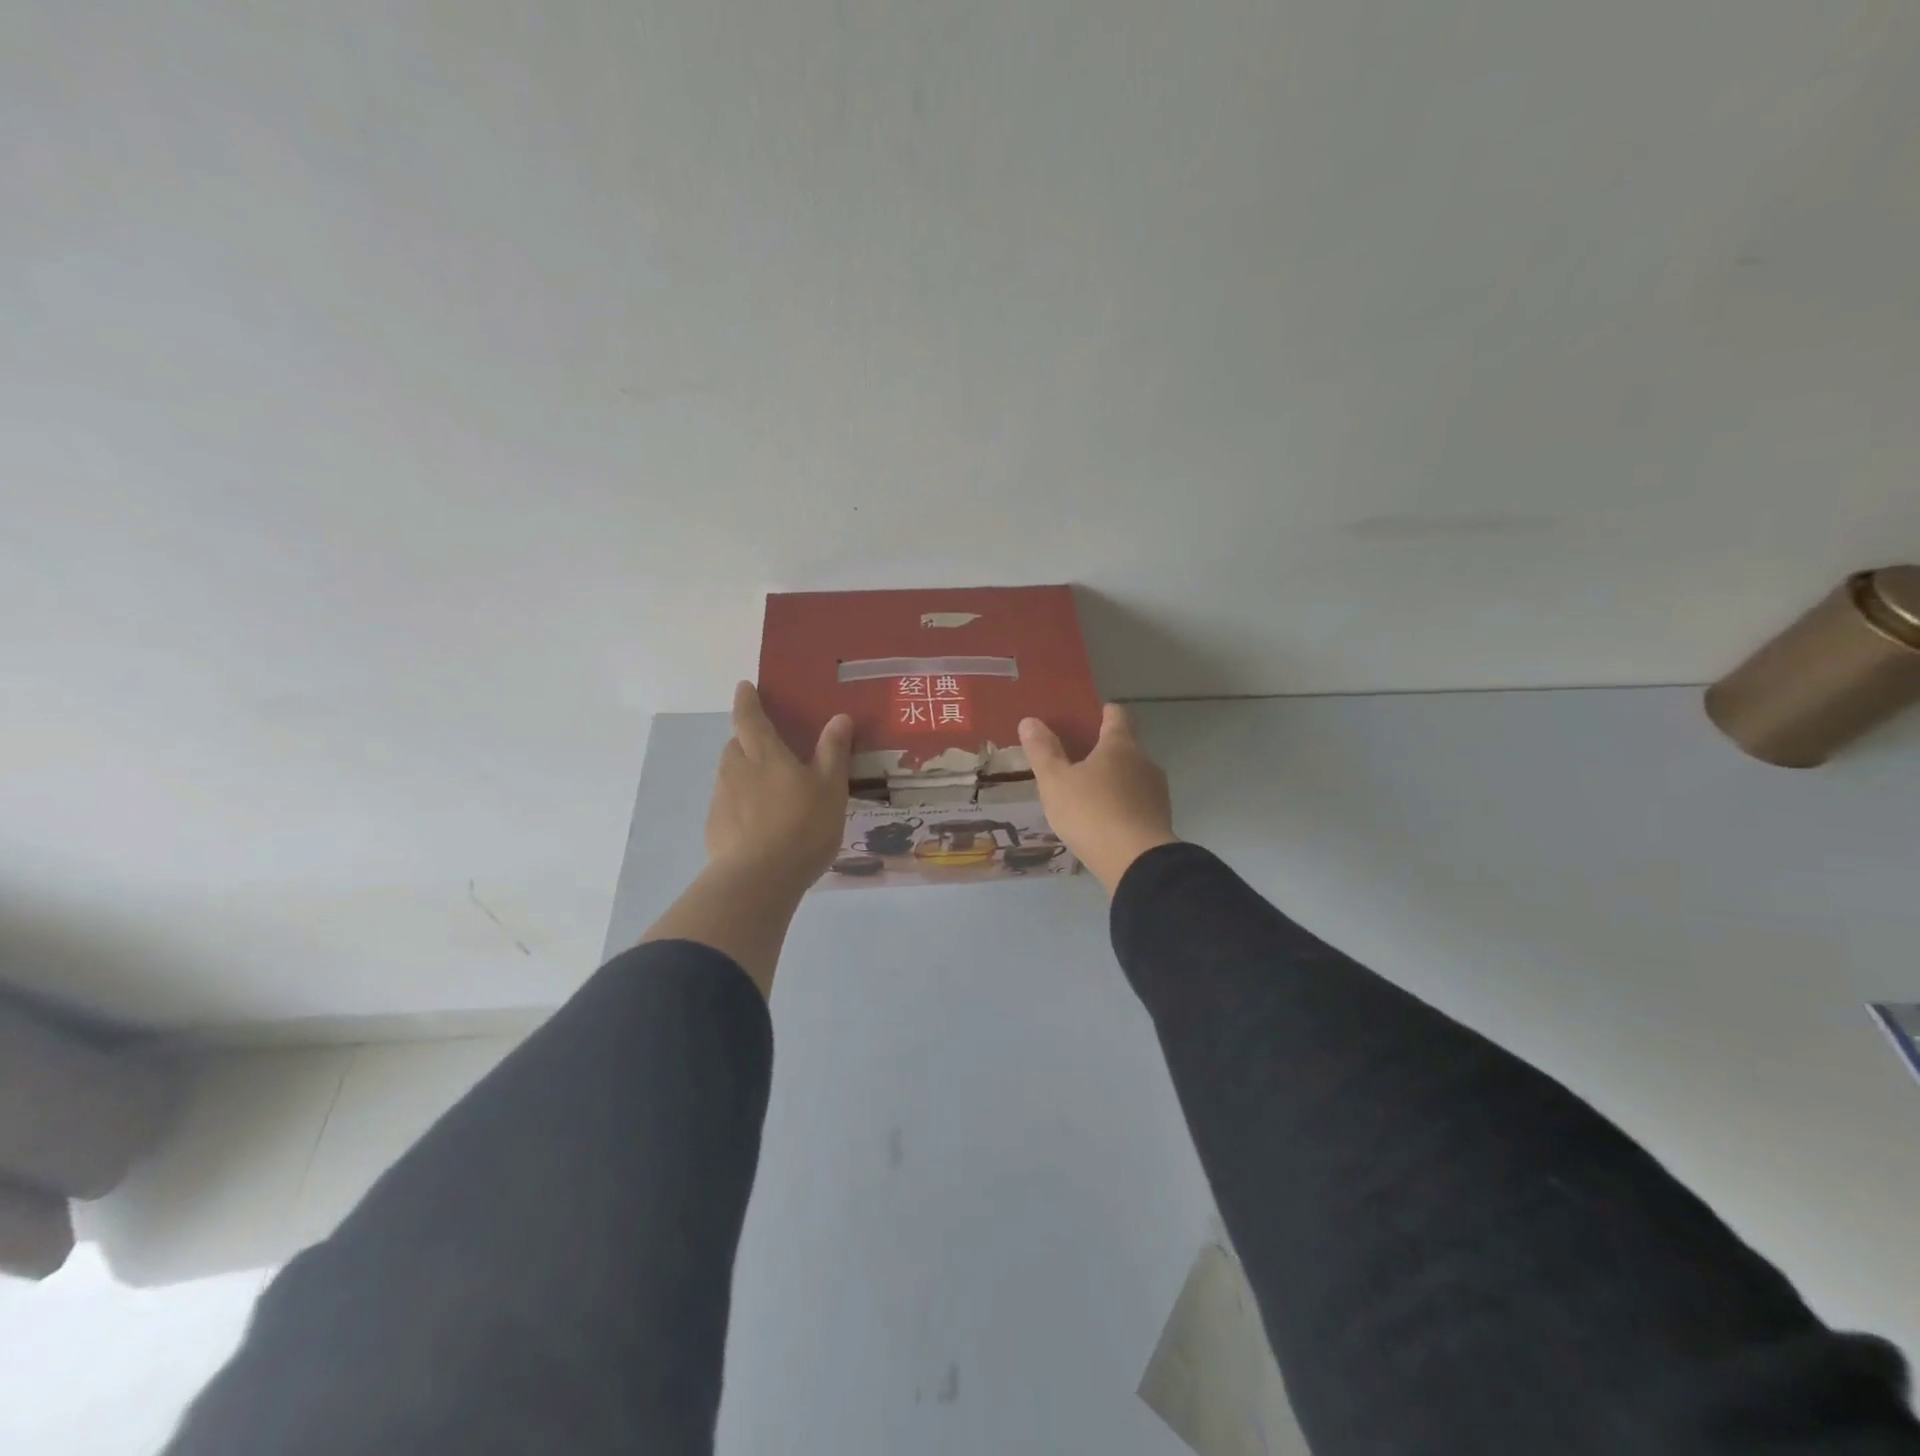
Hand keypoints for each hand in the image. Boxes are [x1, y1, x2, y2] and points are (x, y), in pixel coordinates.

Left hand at [707, 681, 853, 889]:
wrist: (759, 879)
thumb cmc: (802, 826)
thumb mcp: (831, 788)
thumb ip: (833, 752)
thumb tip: (839, 717)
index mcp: (765, 755)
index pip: (750, 718)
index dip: (747, 701)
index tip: (744, 687)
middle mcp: (736, 771)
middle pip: (735, 746)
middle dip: (746, 741)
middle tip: (765, 748)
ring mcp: (721, 801)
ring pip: (729, 777)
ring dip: (743, 775)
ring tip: (766, 792)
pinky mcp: (714, 829)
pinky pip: (727, 806)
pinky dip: (739, 806)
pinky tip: (757, 826)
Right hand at [1019, 704, 1177, 893]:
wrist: (1137, 863)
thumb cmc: (1091, 812)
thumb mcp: (1055, 781)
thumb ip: (1042, 751)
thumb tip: (1030, 721)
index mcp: (1120, 745)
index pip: (1116, 715)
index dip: (1103, 712)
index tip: (1091, 715)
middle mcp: (1144, 762)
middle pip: (1125, 747)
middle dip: (1104, 751)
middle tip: (1076, 761)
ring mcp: (1156, 792)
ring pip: (1132, 777)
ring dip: (1113, 781)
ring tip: (1087, 794)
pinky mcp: (1160, 820)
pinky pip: (1137, 803)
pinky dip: (1121, 805)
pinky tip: (1103, 821)